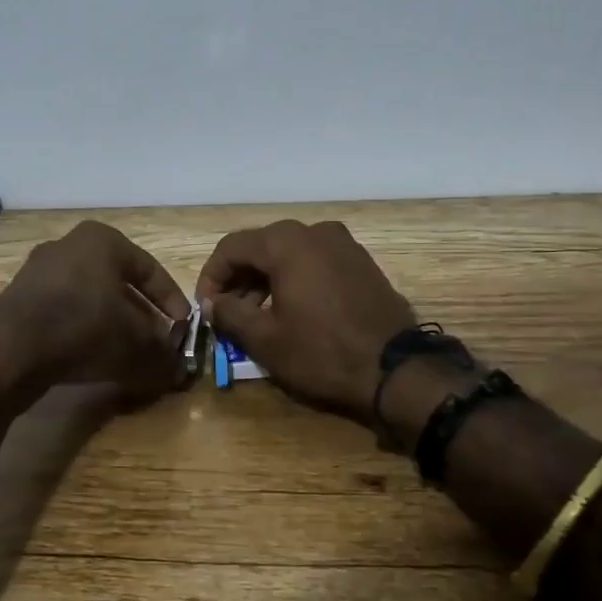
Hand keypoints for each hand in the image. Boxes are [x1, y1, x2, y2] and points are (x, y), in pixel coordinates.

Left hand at [0, 221, 190, 400]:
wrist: (8, 351)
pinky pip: (64, 313)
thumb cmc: (84, 329)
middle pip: (119, 285)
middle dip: (142, 317)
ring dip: (113, 327)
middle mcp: (69, 246)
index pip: (151, 271)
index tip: (184, 330)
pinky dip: (83, 333)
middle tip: (157, 344)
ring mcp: (39, 271)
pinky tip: (93, 360)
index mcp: (102, 240)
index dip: (173, 304)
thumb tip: (179, 369)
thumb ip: (163, 355)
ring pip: (91, 300)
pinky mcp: (19, 299)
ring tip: (128, 356)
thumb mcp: (136, 345)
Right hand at [195, 220, 416, 420]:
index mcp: (286, 242)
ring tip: (257, 316)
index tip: (205, 308)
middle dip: (239, 279)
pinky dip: (295, 279)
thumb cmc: (322, 352)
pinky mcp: (361, 261)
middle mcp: (314, 231)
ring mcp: (343, 243)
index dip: (211, 276)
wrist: (396, 369)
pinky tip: (292, 311)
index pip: (231, 247)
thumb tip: (211, 303)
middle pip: (261, 247)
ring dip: (266, 280)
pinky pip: (315, 261)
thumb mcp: (265, 339)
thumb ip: (229, 313)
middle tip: (228, 313)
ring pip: (289, 254)